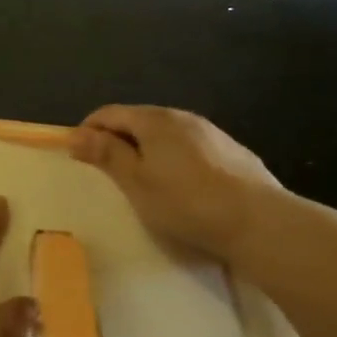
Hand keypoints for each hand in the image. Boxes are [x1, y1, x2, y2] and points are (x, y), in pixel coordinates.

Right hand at [70, 106, 281, 266]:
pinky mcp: (234, 154)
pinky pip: (192, 150)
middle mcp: (183, 117)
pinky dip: (175, 160)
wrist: (260, 223)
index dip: (89, 130)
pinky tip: (183, 188)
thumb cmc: (186, 202)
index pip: (110, 113)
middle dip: (118, 140)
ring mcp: (213, 134)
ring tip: (144, 182)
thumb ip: (107, 154)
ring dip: (148, 151)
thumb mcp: (136, 182)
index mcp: (155, 120)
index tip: (78, 155)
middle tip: (108, 172)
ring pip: (168, 135)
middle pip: (139, 121)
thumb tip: (76, 134)